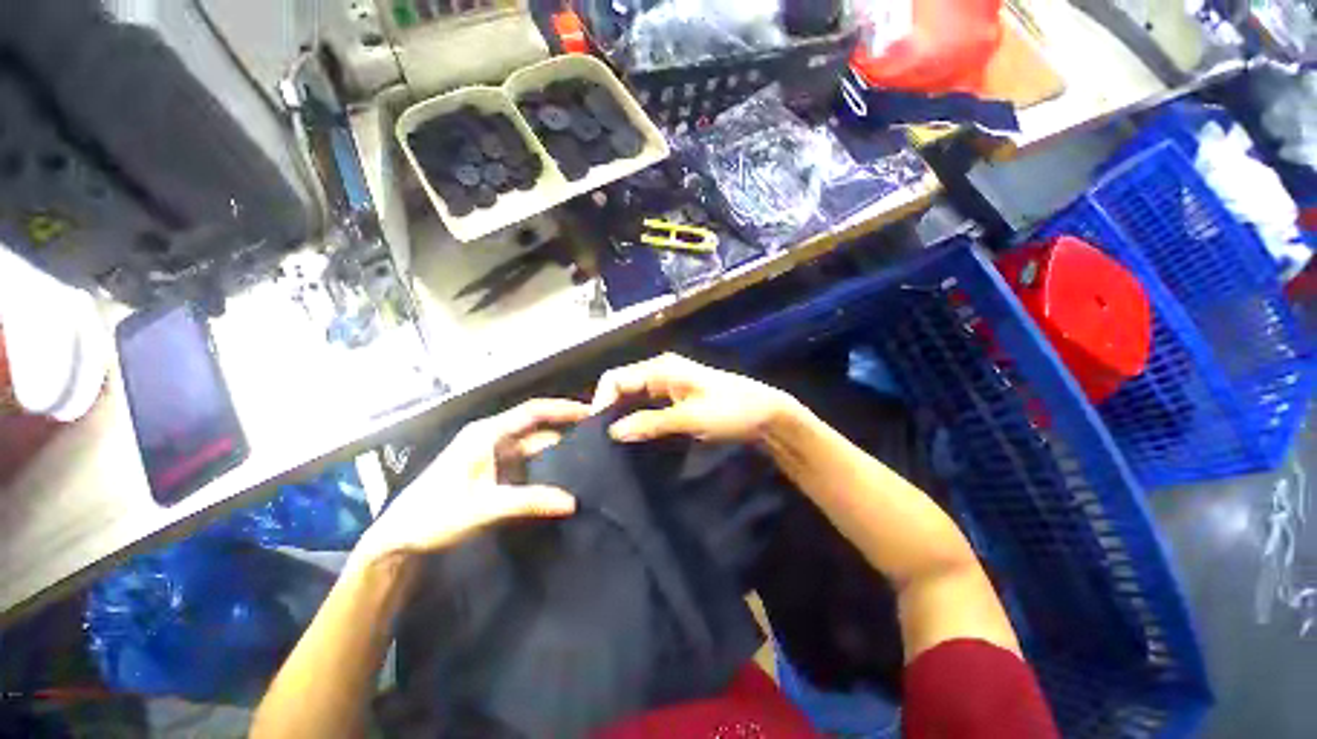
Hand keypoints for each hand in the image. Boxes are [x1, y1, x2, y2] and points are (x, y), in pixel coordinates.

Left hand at [354, 398, 589, 564]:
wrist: (398, 539)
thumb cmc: (435, 514)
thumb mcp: (485, 507)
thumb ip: (530, 501)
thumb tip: (573, 501)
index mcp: (487, 433)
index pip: (533, 411)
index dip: (562, 409)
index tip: (590, 412)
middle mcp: (491, 437)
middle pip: (536, 428)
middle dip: (564, 430)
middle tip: (595, 438)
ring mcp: (491, 455)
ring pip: (531, 447)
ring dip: (555, 452)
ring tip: (585, 457)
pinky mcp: (491, 471)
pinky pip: (525, 463)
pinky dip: (543, 468)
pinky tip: (560, 476)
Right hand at [591, 353, 796, 442]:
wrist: (767, 415)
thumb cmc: (731, 411)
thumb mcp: (690, 418)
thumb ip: (650, 423)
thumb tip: (613, 432)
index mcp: (661, 368)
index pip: (615, 378)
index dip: (600, 402)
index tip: (596, 434)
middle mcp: (660, 372)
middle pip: (622, 387)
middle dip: (608, 410)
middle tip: (600, 443)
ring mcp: (668, 385)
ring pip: (633, 397)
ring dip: (622, 416)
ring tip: (611, 444)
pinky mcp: (676, 399)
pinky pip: (646, 406)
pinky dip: (637, 419)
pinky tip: (633, 438)